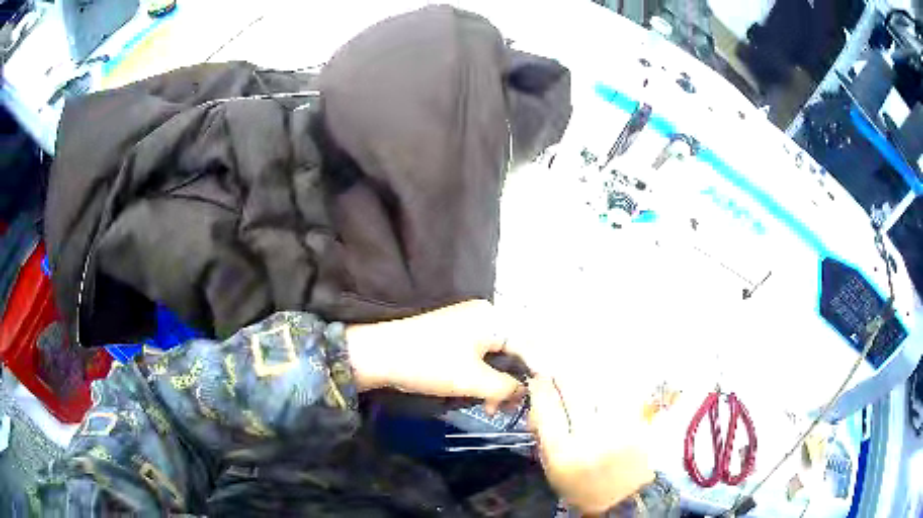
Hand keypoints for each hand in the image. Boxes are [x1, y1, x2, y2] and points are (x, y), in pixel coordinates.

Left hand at [345, 300, 522, 412]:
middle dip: (512, 383)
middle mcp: (484, 316)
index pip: (528, 346)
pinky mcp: (453, 336)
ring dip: (496, 384)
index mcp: (493, 318)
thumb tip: (526, 392)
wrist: (378, 355)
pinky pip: (479, 357)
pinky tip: (479, 396)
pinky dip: (482, 377)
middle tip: (509, 410)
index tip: (537, 402)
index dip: (535, 376)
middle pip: (513, 351)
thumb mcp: (473, 380)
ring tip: (491, 408)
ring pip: (495, 357)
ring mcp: (467, 324)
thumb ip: (507, 387)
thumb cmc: (430, 364)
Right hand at [528, 374, 654, 514]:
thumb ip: (545, 435)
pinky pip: (620, 393)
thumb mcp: (552, 469)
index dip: (541, 388)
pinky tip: (604, 382)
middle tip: (558, 370)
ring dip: (586, 375)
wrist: (623, 498)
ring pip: (599, 387)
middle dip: (562, 375)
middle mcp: (590, 437)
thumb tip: (538, 402)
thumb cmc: (581, 487)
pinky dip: (608, 384)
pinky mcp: (637, 423)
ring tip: (580, 372)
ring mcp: (617, 428)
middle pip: (574, 391)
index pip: (547, 409)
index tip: (538, 378)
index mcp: (563, 453)